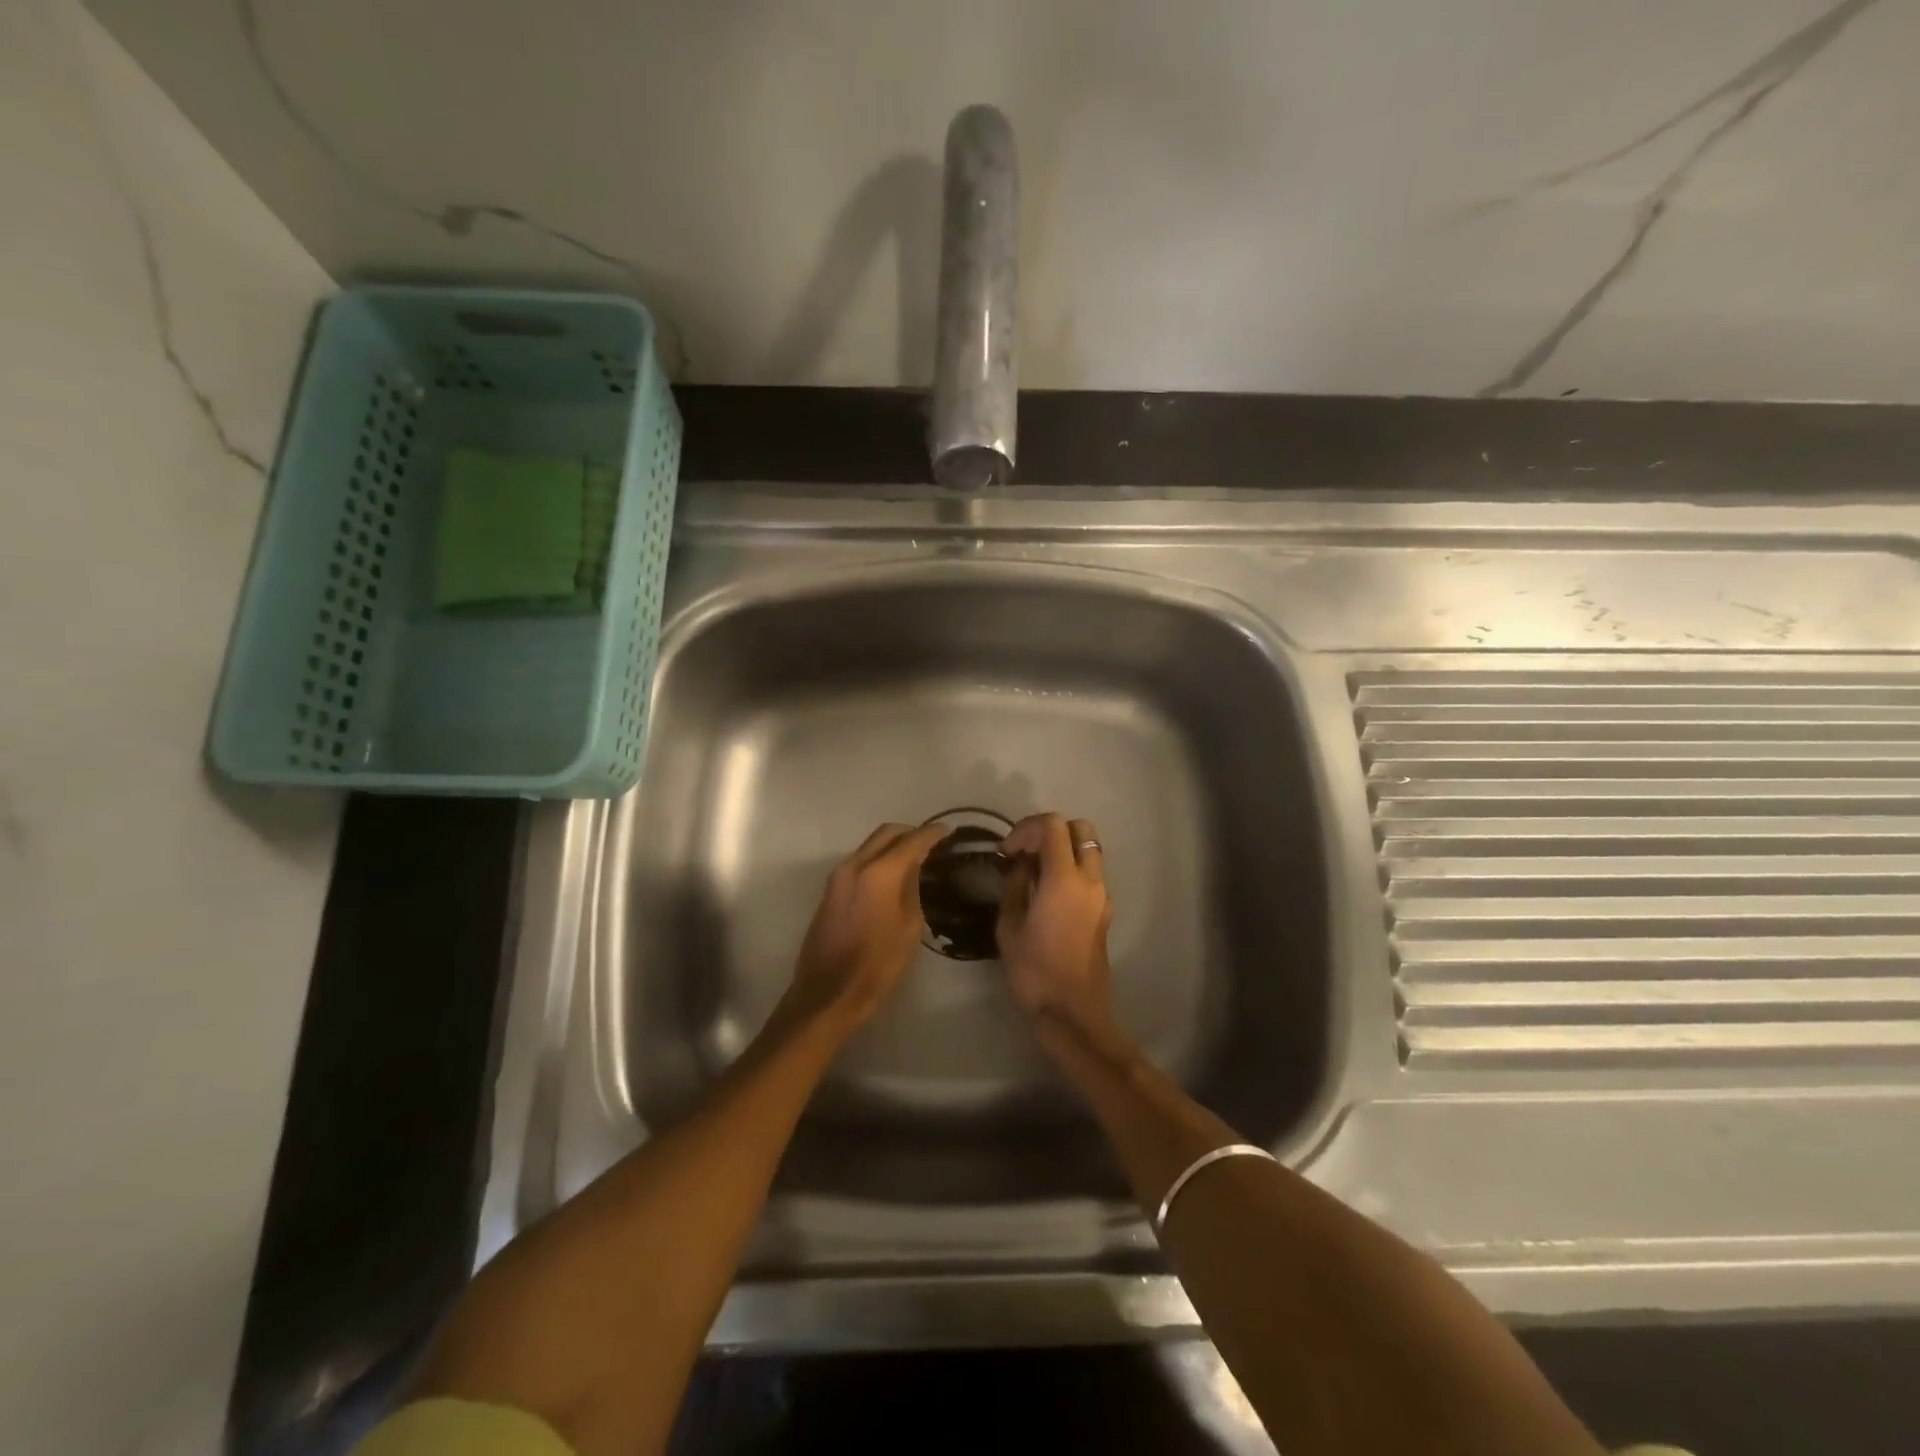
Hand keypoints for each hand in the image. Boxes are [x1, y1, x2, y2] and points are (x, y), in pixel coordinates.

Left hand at [782, 822, 947, 1034]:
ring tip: (914, 859)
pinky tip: (891, 876)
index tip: (948, 830)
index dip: (932, 833)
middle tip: (931, 842)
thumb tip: (914, 868)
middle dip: (909, 833)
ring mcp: (838, 877)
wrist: (828, 993)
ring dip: (891, 846)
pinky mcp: (830, 891)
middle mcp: (855, 865)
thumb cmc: (878, 965)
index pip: (912, 841)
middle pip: (886, 834)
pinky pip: (859, 862)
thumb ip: (912, 889)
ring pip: (869, 846)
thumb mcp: (909, 927)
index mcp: (879, 873)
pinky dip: (877, 859)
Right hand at [996, 814, 1119, 1052]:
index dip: (1025, 829)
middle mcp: (1090, 881)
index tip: (1007, 852)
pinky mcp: (1104, 912)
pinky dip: (1070, 869)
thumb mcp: (1009, 927)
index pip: (1052, 826)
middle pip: (1080, 828)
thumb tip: (1021, 868)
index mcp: (1064, 880)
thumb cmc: (1034, 972)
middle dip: (1050, 831)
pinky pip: (1090, 874)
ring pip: (1089, 850)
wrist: (1072, 1014)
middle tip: (1025, 852)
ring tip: (1033, 873)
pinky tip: (1046, 893)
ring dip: (1062, 849)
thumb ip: (1015, 887)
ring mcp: (1102, 896)